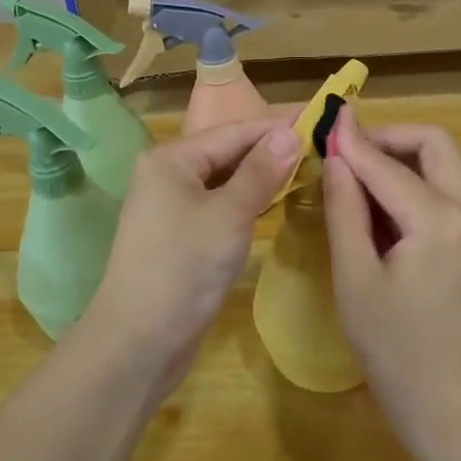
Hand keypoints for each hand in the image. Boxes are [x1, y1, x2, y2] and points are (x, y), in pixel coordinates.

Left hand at [84, 118, 301, 389]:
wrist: (138, 342)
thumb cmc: (184, 268)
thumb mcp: (229, 215)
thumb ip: (260, 171)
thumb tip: (290, 133)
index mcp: (172, 158)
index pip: (235, 131)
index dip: (278, 126)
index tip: (322, 118)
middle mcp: (168, 173)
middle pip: (228, 151)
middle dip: (272, 150)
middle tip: (322, 146)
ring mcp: (171, 205)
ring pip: (225, 180)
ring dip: (262, 176)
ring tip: (308, 169)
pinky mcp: (180, 234)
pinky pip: (220, 204)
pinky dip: (247, 201)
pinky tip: (275, 201)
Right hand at [322, 109, 460, 460]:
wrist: (455, 405)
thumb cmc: (396, 350)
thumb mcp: (356, 279)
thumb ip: (344, 210)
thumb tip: (335, 158)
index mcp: (438, 219)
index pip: (386, 164)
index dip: (351, 141)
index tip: (323, 121)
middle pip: (432, 142)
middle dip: (387, 138)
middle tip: (345, 153)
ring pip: (442, 161)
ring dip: (401, 157)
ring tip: (356, 178)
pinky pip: (446, 187)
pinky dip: (414, 181)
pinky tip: (381, 207)